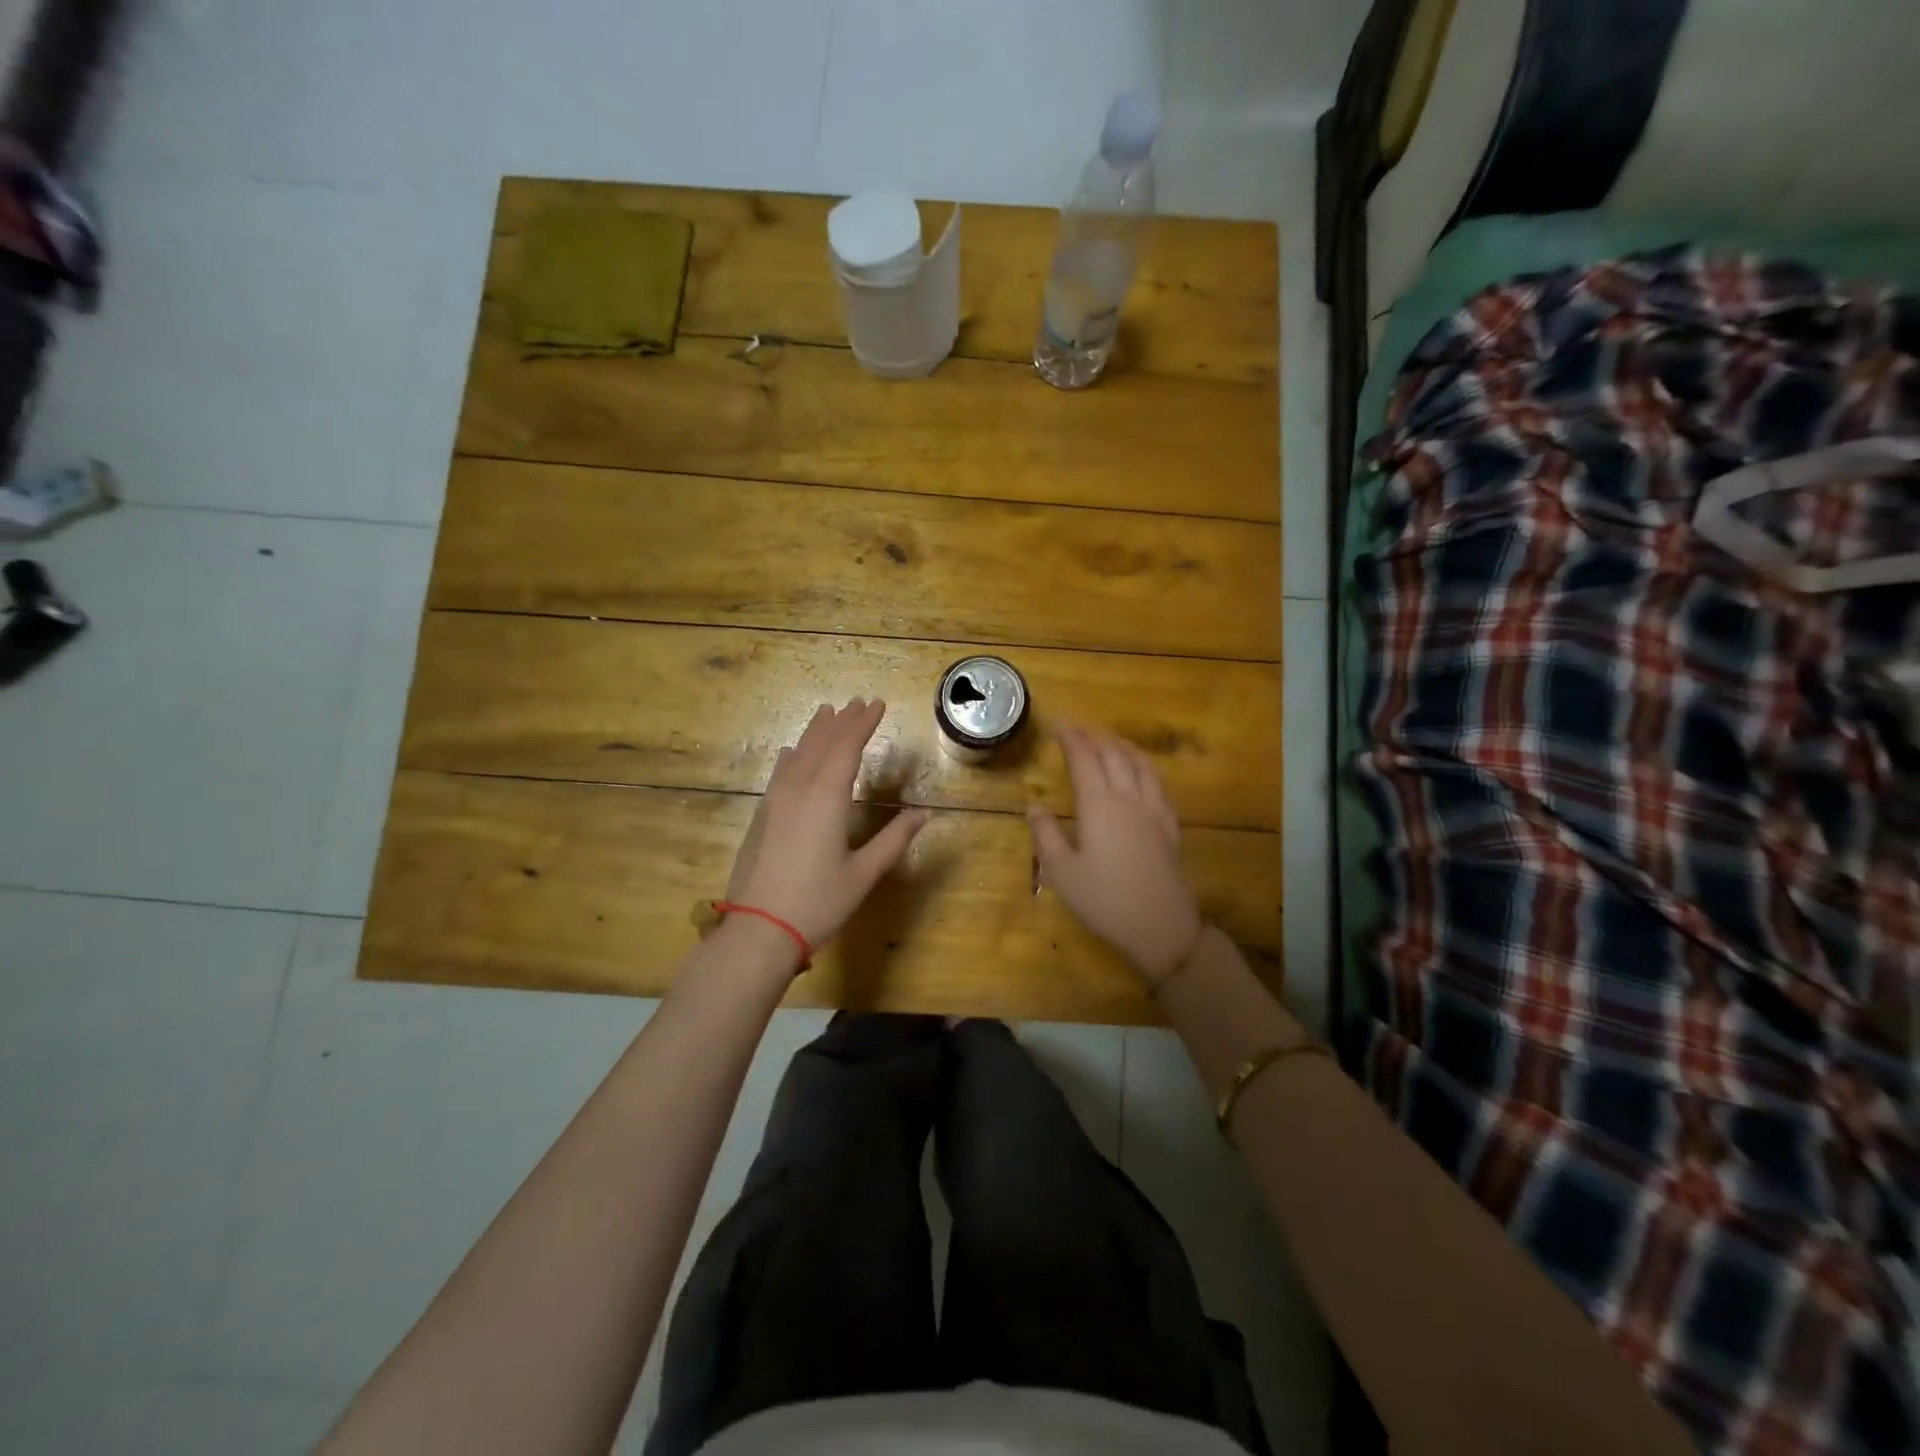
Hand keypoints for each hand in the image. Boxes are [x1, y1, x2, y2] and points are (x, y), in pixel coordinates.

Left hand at [726, 699, 929, 952]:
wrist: (759, 930)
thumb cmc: (819, 902)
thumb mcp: (864, 873)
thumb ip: (894, 839)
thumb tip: (924, 813)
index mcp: (827, 798)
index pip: (847, 747)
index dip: (863, 723)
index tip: (877, 703)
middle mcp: (799, 790)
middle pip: (821, 745)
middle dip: (842, 722)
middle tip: (857, 701)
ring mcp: (775, 802)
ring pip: (797, 755)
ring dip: (814, 732)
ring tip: (827, 712)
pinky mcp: (762, 817)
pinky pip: (779, 773)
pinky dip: (791, 757)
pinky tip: (790, 752)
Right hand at [1028, 723, 1202, 983]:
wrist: (1161, 926)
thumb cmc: (1104, 901)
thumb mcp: (1062, 872)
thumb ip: (1046, 834)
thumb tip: (1033, 805)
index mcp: (1099, 805)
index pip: (1084, 759)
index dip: (1071, 738)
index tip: (1058, 723)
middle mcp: (1129, 797)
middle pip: (1113, 754)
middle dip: (1094, 735)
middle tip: (1077, 727)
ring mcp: (1154, 809)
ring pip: (1139, 763)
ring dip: (1121, 745)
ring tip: (1107, 739)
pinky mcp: (1170, 824)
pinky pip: (1158, 781)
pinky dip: (1144, 764)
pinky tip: (1141, 770)